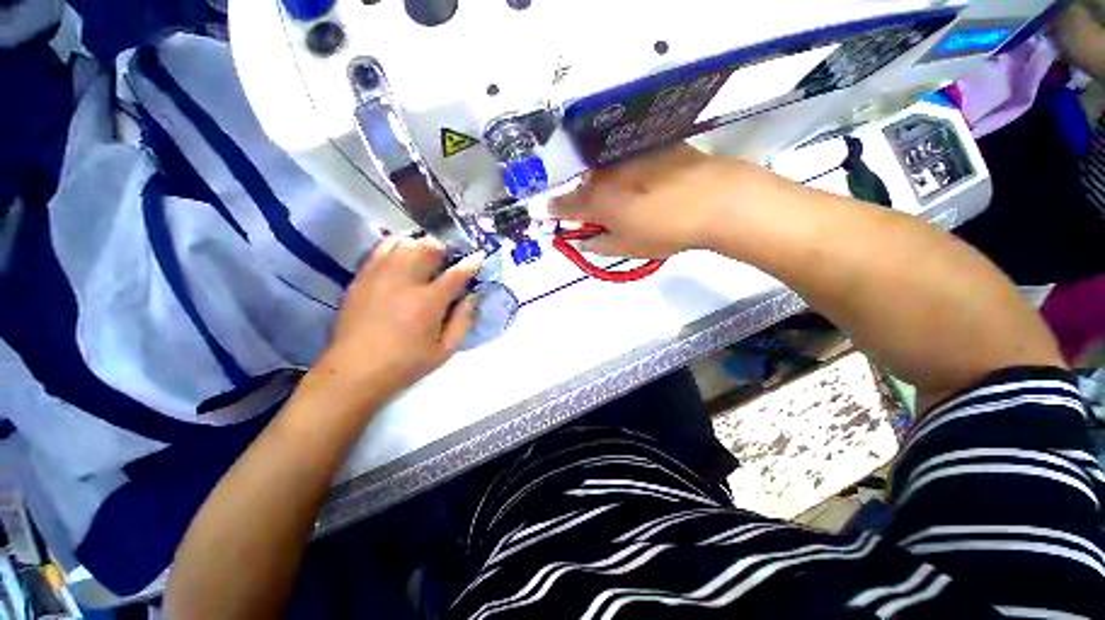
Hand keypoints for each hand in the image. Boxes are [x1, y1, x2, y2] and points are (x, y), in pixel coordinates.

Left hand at [316, 236, 483, 396]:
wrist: (354, 371)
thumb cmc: (405, 364)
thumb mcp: (445, 351)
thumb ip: (463, 321)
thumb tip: (473, 297)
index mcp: (428, 302)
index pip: (456, 274)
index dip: (471, 263)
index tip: (479, 256)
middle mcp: (404, 282)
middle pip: (428, 248)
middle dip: (445, 248)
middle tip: (450, 258)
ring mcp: (380, 276)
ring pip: (404, 243)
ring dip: (421, 245)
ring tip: (427, 255)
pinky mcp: (362, 277)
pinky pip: (381, 249)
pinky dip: (397, 246)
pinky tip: (403, 256)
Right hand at [549, 144, 749, 257]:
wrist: (714, 200)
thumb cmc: (664, 230)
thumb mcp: (627, 247)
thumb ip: (597, 245)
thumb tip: (580, 241)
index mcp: (596, 201)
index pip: (563, 206)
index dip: (553, 211)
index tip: (546, 213)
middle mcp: (605, 174)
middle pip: (583, 186)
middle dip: (582, 199)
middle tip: (593, 213)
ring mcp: (627, 155)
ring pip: (603, 171)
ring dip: (602, 184)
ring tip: (619, 198)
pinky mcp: (650, 144)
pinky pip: (626, 158)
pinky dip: (624, 170)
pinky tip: (640, 179)